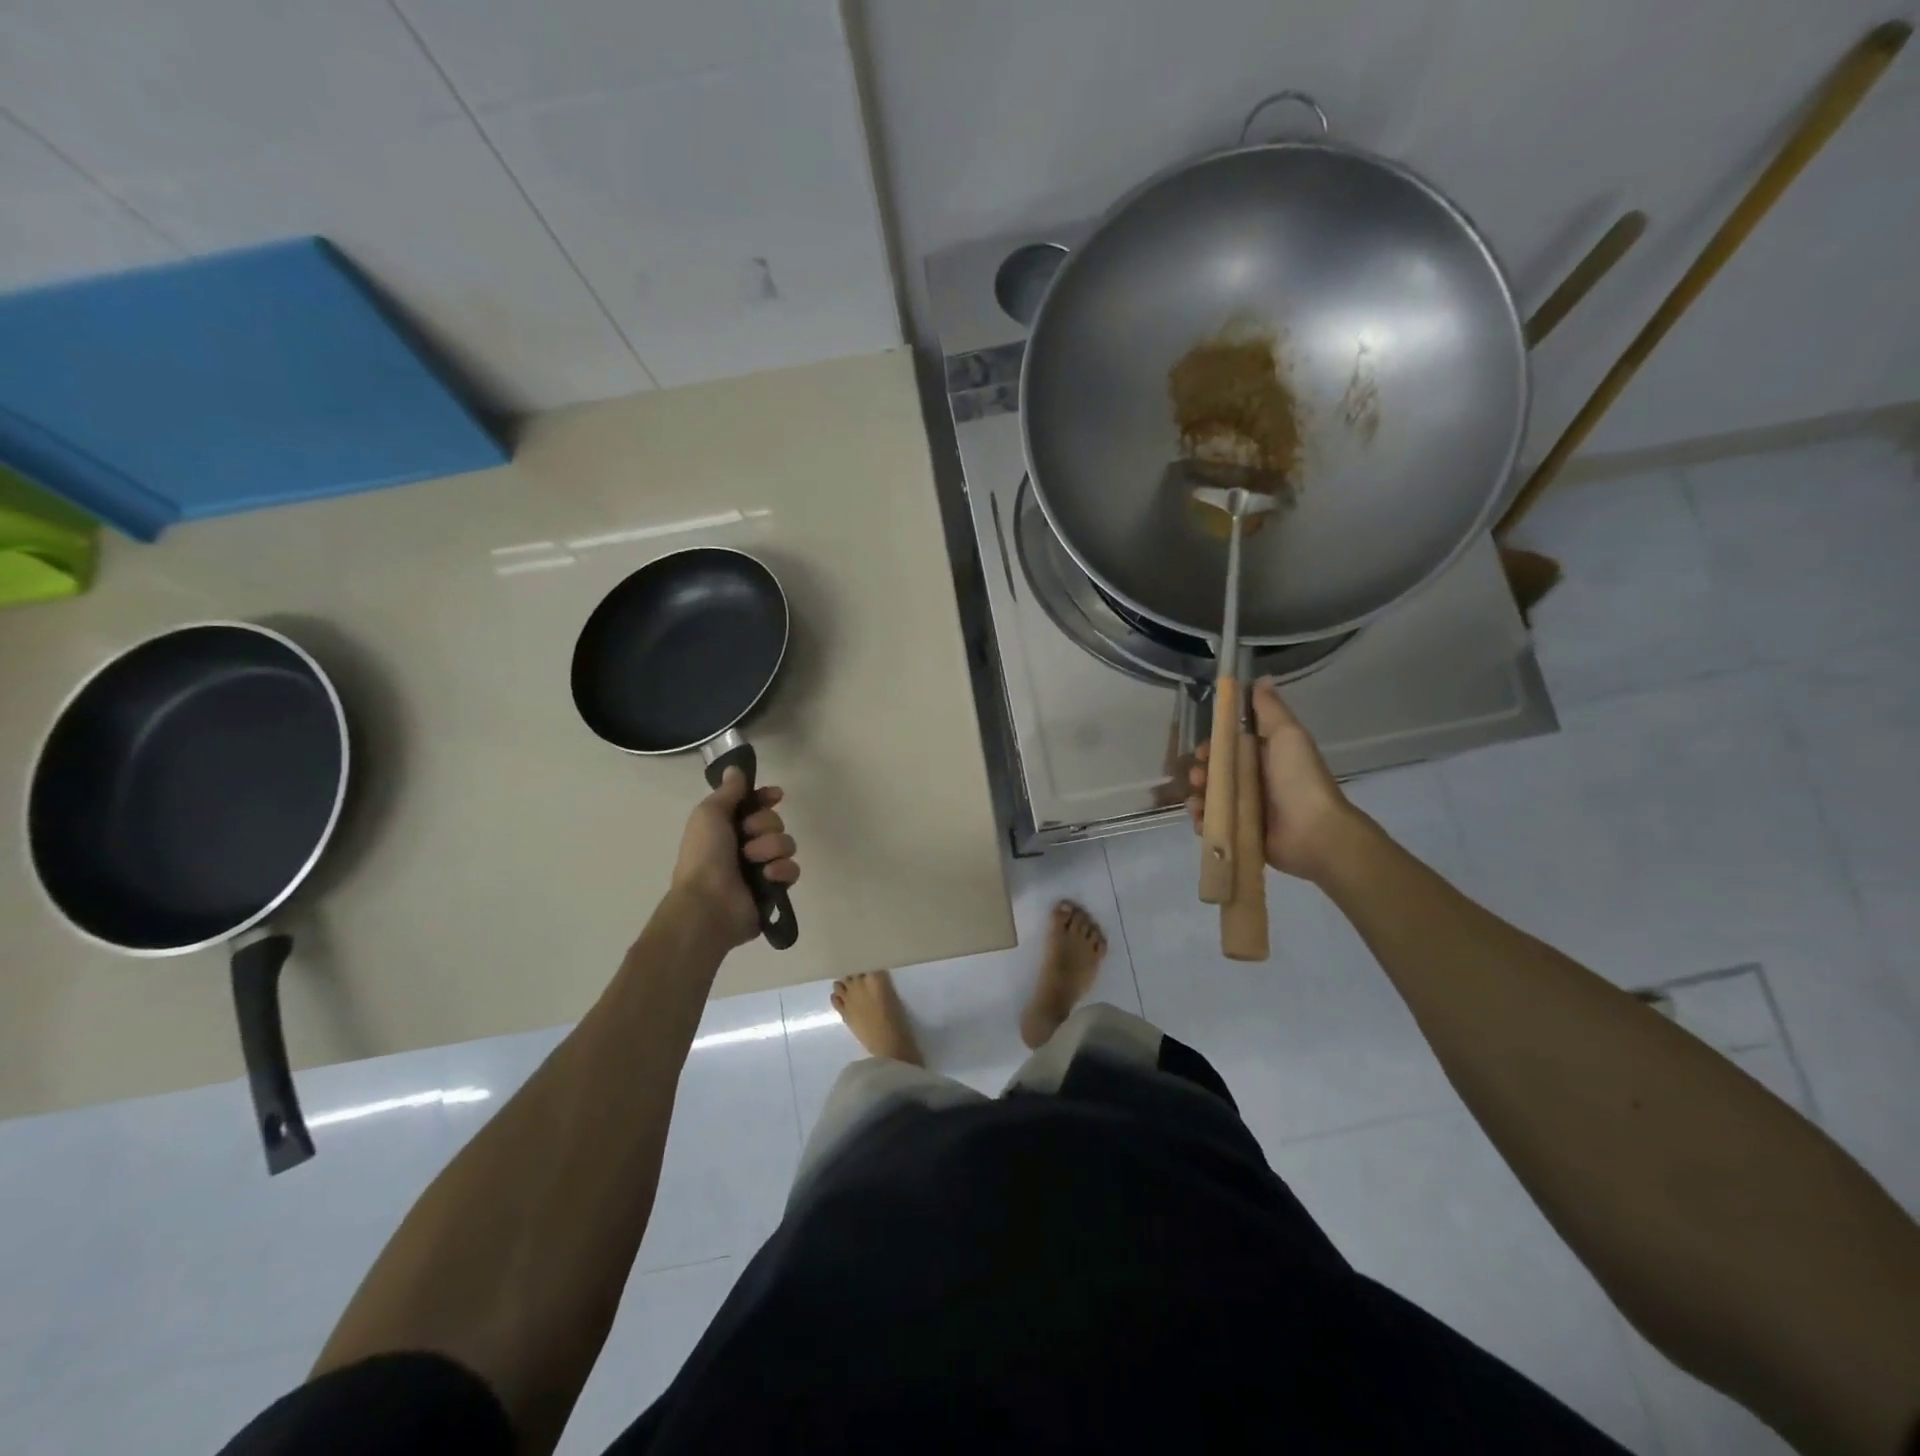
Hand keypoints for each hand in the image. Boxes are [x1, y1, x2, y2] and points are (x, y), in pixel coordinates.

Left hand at [672, 769, 799, 947]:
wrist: (709, 903)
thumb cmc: (704, 856)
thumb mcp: (709, 814)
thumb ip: (728, 791)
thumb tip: (735, 769)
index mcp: (727, 828)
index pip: (755, 805)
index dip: (766, 798)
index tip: (776, 795)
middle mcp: (744, 845)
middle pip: (774, 821)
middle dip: (764, 826)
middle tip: (746, 839)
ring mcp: (761, 868)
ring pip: (786, 843)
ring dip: (770, 849)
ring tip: (753, 862)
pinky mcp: (775, 889)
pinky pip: (792, 870)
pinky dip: (780, 871)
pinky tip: (767, 878)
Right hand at [1187, 679, 1361, 882]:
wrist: (1314, 832)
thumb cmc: (1299, 779)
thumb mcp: (1288, 735)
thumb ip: (1270, 709)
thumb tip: (1260, 679)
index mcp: (1265, 756)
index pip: (1229, 746)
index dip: (1212, 746)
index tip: (1203, 750)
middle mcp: (1255, 781)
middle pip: (1217, 772)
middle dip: (1201, 772)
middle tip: (1199, 778)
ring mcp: (1247, 809)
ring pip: (1211, 798)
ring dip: (1197, 797)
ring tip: (1198, 803)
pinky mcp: (1241, 834)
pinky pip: (1214, 825)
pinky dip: (1203, 822)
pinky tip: (1201, 820)